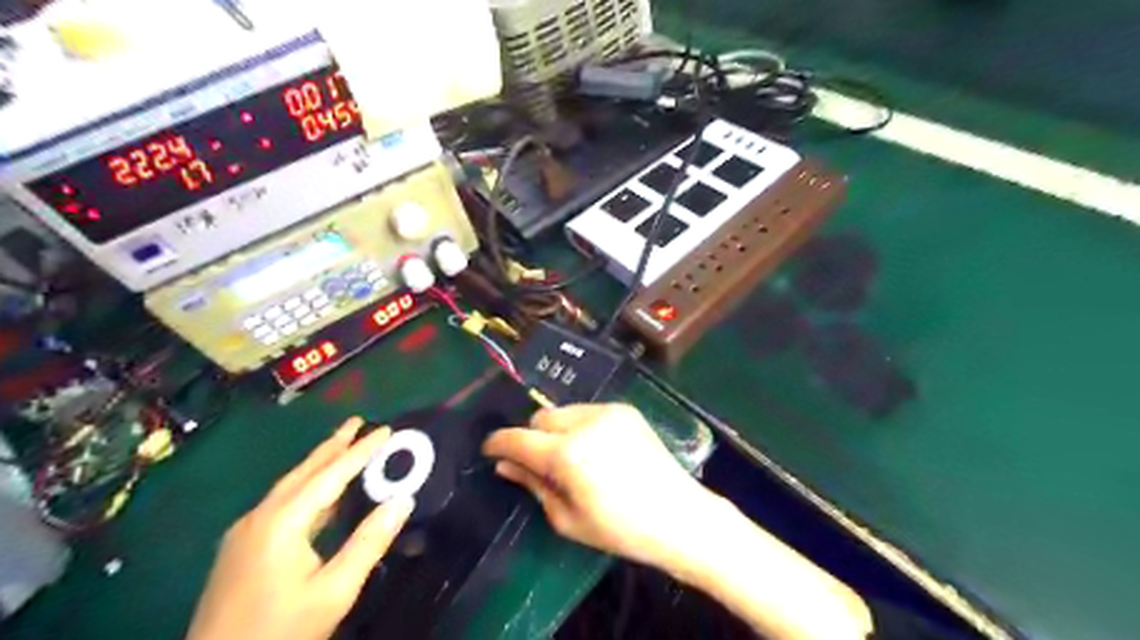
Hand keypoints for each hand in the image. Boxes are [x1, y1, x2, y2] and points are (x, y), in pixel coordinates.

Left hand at [185, 416, 417, 637]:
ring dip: (319, 464)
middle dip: (333, 445)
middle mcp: (259, 517)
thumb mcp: (334, 591)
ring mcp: (245, 532)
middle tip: (359, 422)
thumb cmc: (280, 631)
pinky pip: (281, 502)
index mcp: (282, 521)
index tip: (386, 429)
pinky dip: (307, 486)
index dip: (360, 451)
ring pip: (290, 486)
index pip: (330, 475)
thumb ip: (369, 543)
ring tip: (343, 445)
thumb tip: (403, 501)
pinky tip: (318, 492)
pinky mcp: (241, 548)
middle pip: (303, 472)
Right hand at [480, 405, 710, 570]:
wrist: (679, 515)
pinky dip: (581, 426)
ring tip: (574, 458)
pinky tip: (597, 450)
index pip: (518, 438)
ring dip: (557, 431)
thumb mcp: (567, 518)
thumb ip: (533, 485)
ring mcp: (608, 412)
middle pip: (540, 418)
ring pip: (563, 411)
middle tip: (543, 465)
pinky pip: (588, 412)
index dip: (498, 443)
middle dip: (533, 438)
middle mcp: (584, 423)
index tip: (490, 450)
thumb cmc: (620, 529)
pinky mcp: (625, 409)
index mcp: (567, 454)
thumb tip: (505, 465)